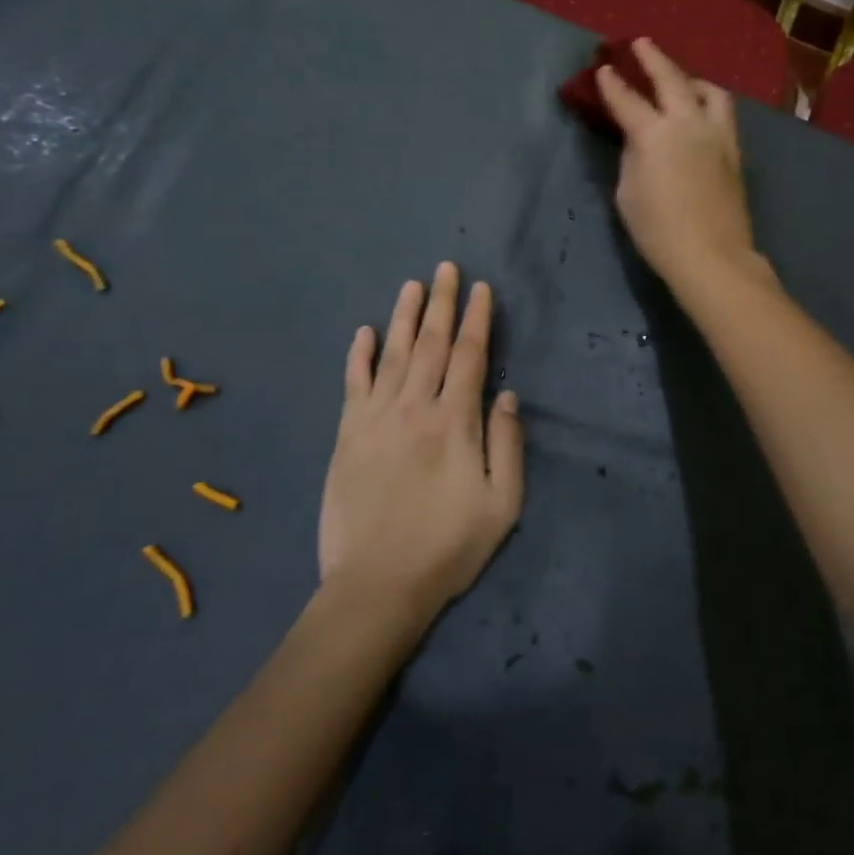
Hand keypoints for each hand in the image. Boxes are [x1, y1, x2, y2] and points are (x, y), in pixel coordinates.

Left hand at [318, 263, 524, 618]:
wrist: (376, 586)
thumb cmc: (448, 547)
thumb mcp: (502, 504)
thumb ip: (507, 444)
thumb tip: (506, 394)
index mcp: (455, 422)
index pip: (470, 356)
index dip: (477, 319)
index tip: (481, 289)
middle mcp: (414, 408)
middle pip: (431, 345)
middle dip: (442, 303)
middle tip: (445, 268)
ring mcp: (376, 419)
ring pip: (393, 355)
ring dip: (404, 317)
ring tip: (412, 285)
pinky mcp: (347, 436)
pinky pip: (353, 384)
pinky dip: (358, 356)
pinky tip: (363, 332)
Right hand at [597, 38, 762, 293]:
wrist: (711, 255)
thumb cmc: (658, 230)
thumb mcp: (628, 192)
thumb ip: (632, 156)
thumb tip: (638, 139)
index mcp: (655, 134)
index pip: (628, 100)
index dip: (612, 84)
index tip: (603, 68)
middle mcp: (688, 124)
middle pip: (671, 80)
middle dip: (653, 59)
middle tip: (641, 44)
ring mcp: (717, 135)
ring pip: (708, 91)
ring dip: (690, 78)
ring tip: (681, 79)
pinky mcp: (734, 151)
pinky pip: (722, 114)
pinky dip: (708, 102)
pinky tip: (700, 111)